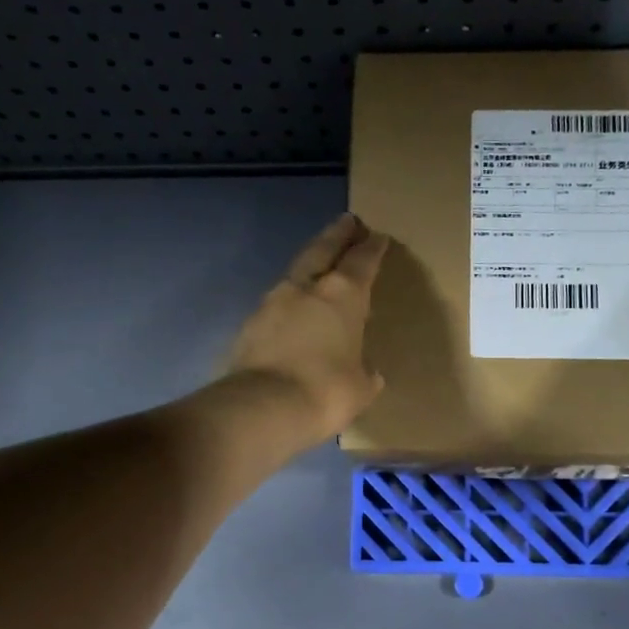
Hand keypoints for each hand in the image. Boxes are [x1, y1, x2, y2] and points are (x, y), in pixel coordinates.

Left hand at [225, 213, 390, 446]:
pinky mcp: (250, 324)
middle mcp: (307, 289)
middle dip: (338, 234)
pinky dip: (289, 301)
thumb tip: (367, 372)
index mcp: (343, 296)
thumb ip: (365, 373)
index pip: (362, 262)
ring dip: (310, 265)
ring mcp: (273, 303)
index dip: (372, 248)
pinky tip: (293, 311)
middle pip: (323, 250)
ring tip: (319, 266)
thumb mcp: (361, 388)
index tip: (378, 237)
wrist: (264, 407)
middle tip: (348, 220)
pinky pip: (276, 304)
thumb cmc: (327, 391)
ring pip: (296, 273)